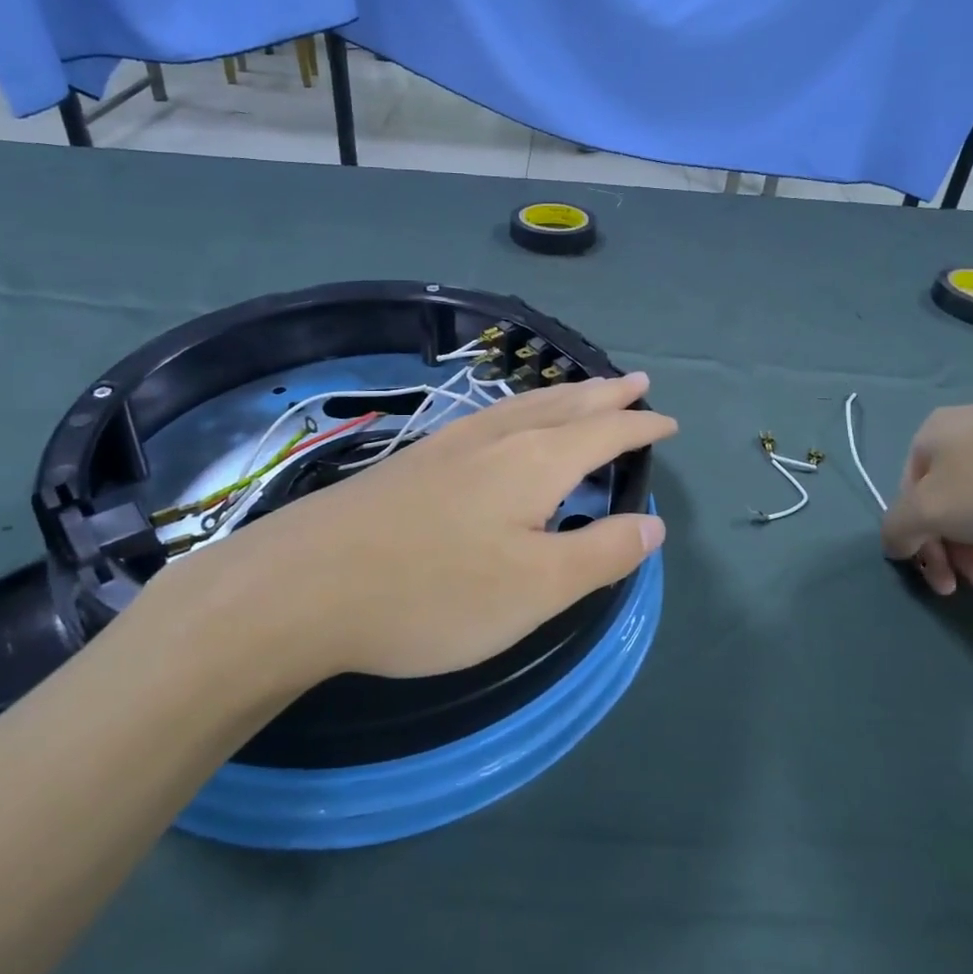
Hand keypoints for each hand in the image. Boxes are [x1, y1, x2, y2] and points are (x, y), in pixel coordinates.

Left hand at [158, 373, 674, 693]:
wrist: (304, 584)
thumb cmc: (434, 592)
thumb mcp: (535, 588)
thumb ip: (600, 554)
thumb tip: (653, 525)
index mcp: (536, 462)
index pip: (605, 432)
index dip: (640, 426)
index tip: (668, 422)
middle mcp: (498, 438)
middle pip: (565, 405)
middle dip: (605, 394)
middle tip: (636, 381)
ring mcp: (450, 443)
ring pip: (523, 406)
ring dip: (563, 395)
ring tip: (582, 390)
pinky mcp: (415, 460)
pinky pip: (490, 417)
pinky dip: (521, 409)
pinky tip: (506, 423)